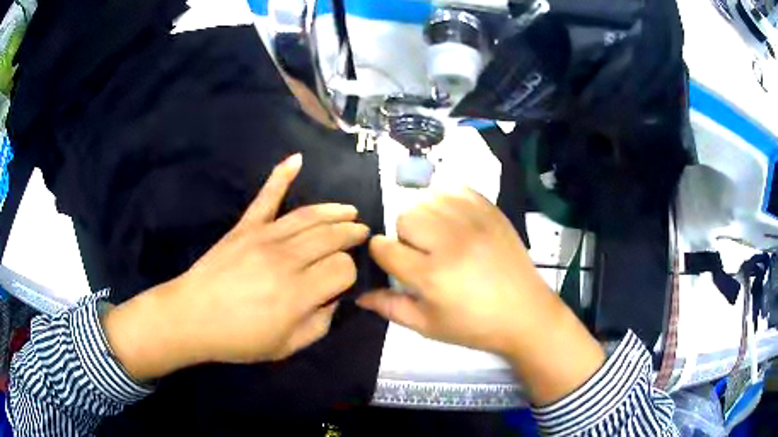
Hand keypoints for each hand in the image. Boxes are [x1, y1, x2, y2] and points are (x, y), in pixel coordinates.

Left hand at [104, 154, 368, 380]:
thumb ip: (319, 325)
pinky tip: (297, 159)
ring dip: (334, 211)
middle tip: (362, 232)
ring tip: (349, 210)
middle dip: (351, 234)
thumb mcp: (286, 346)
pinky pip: (266, 197)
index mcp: (299, 293)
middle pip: (331, 237)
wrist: (192, 318)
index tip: (343, 281)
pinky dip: (281, 176)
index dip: (349, 273)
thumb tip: (332, 299)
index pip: (342, 268)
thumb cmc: (238, 339)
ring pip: (309, 216)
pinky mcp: (245, 227)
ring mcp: (264, 237)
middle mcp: (287, 259)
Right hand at [357, 188, 549, 354]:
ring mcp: (473, 222)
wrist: (525, 313)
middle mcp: (449, 241)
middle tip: (421, 252)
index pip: (384, 248)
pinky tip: (453, 219)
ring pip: (427, 199)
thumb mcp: (428, 326)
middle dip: (404, 235)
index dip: (381, 253)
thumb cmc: (474, 325)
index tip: (391, 261)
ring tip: (437, 235)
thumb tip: (359, 295)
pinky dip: (447, 199)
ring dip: (425, 215)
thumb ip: (390, 307)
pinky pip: (456, 189)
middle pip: (404, 217)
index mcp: (431, 275)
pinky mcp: (490, 211)